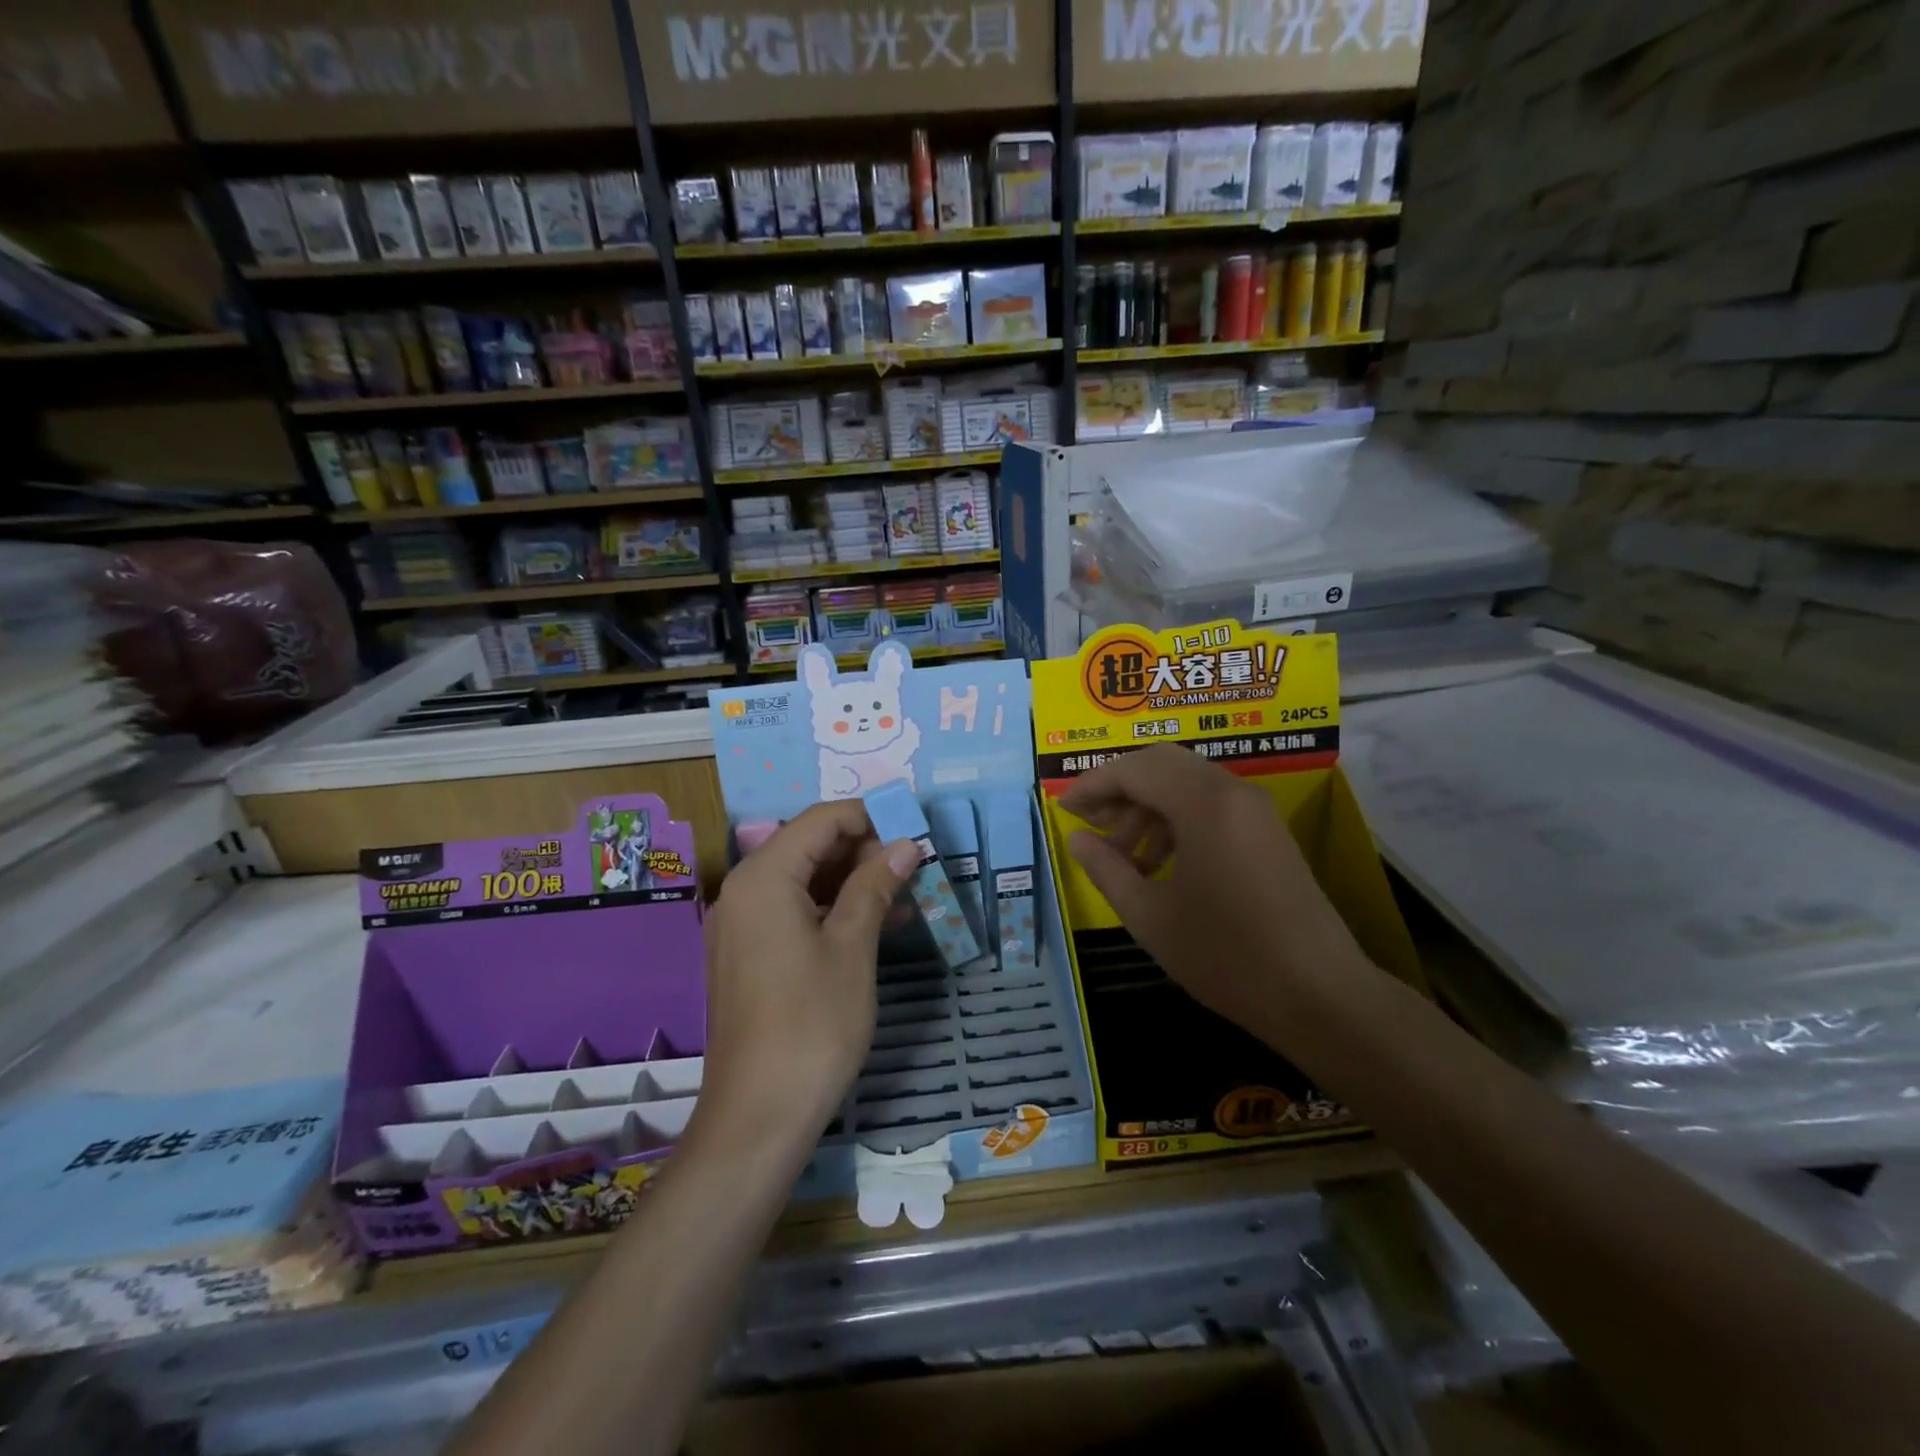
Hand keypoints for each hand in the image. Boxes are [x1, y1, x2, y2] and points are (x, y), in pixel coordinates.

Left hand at [693, 802, 919, 1153]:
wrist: (758, 1116)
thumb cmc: (812, 1022)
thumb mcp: (853, 946)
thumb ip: (875, 885)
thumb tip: (905, 844)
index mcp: (763, 877)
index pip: (820, 820)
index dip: (869, 818)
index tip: (913, 831)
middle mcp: (743, 891)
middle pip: (808, 846)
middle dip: (862, 849)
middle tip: (914, 865)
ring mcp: (741, 926)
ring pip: (802, 881)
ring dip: (852, 881)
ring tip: (905, 892)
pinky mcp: (747, 956)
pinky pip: (792, 912)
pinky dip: (831, 910)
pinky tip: (875, 923)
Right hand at [1061, 745, 1367, 1037]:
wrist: (1320, 996)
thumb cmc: (1226, 955)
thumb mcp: (1150, 916)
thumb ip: (1106, 869)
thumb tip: (1078, 838)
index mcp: (1203, 803)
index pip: (1134, 769)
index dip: (1092, 784)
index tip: (1064, 809)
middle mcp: (1232, 791)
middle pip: (1161, 764)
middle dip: (1120, 788)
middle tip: (1091, 824)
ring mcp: (1255, 809)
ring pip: (1187, 783)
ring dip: (1148, 806)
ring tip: (1124, 854)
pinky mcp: (1268, 831)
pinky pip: (1211, 804)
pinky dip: (1177, 819)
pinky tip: (1160, 863)